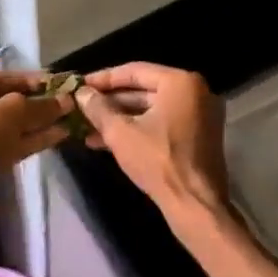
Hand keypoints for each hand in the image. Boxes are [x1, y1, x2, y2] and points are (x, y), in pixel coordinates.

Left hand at [0, 70, 73, 227]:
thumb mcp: (12, 113)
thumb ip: (40, 104)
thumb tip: (67, 101)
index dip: (30, 79)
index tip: (57, 81)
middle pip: (3, 102)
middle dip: (36, 102)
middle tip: (66, 100)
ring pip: (9, 125)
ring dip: (38, 121)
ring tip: (69, 117)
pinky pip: (9, 143)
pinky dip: (32, 138)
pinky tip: (59, 134)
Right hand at [75, 63, 232, 235]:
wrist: (194, 205)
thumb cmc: (158, 161)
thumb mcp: (120, 132)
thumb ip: (98, 108)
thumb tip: (81, 93)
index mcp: (180, 82)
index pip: (133, 71)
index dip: (103, 79)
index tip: (79, 85)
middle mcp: (194, 92)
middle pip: (143, 90)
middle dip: (109, 102)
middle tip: (81, 106)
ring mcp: (198, 115)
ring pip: (150, 110)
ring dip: (119, 118)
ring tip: (86, 128)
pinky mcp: (196, 136)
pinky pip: (161, 124)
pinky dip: (137, 129)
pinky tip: (105, 141)